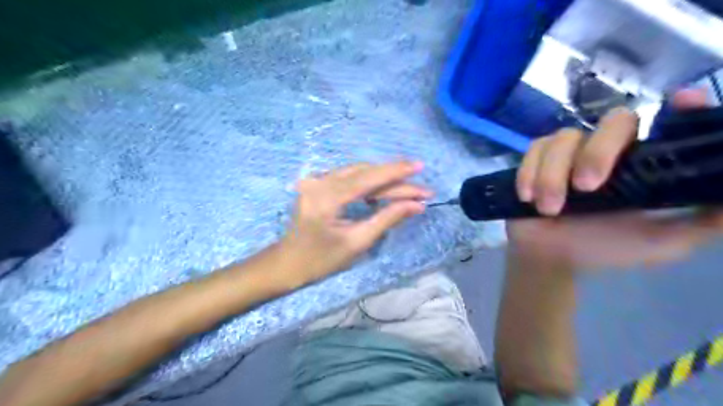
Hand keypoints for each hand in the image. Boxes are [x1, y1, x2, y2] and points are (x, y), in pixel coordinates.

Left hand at [280, 159, 427, 284]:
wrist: (288, 263)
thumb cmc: (321, 260)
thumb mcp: (357, 242)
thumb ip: (387, 219)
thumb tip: (417, 205)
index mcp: (326, 198)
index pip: (367, 178)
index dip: (396, 172)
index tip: (420, 167)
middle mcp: (319, 182)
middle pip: (364, 173)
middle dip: (394, 180)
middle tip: (421, 189)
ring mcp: (316, 180)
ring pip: (358, 173)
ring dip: (383, 180)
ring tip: (408, 189)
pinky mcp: (317, 184)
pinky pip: (348, 178)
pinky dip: (368, 183)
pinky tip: (383, 191)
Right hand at [507, 90, 722, 268]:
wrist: (549, 258)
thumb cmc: (602, 248)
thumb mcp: (662, 242)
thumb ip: (704, 221)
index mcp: (640, 164)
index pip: (665, 123)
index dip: (679, 108)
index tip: (684, 101)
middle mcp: (607, 150)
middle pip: (614, 121)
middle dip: (598, 152)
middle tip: (586, 187)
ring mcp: (569, 153)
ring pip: (564, 138)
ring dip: (553, 175)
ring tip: (549, 209)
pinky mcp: (536, 159)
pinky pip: (534, 149)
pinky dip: (529, 172)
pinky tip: (527, 197)